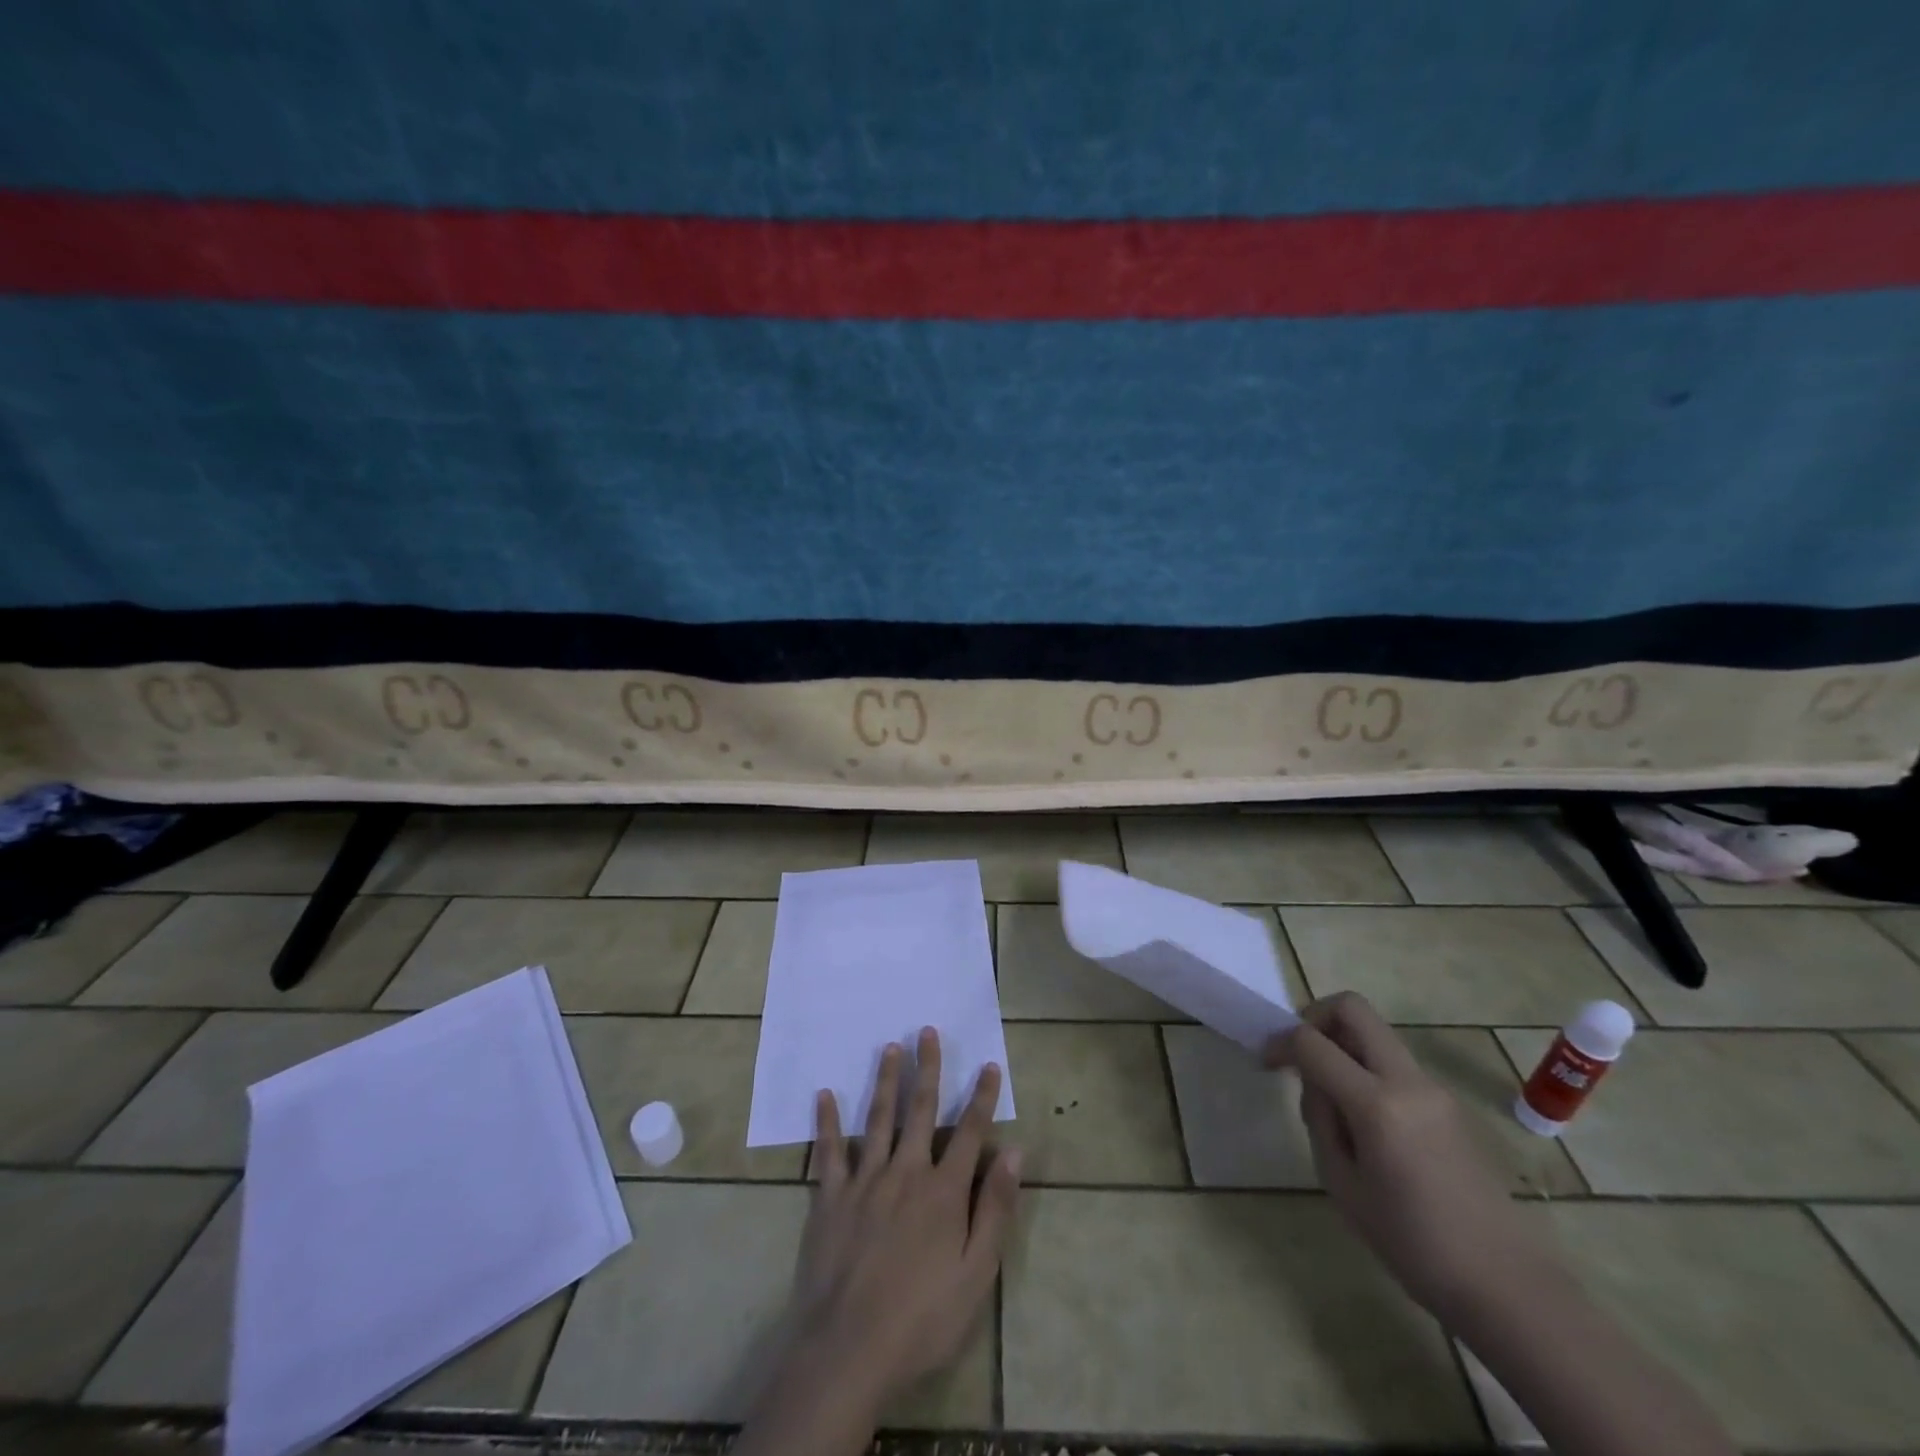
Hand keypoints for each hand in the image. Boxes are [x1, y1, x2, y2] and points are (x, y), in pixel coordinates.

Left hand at [790, 1027, 1021, 1406]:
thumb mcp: (976, 1274)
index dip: (983, 1097)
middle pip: (921, 1111)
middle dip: (928, 1068)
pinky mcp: (830, 1197)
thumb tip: (1014, 1153)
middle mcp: (906, 1172)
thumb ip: (995, 1210)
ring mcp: (865, 1181)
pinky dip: (827, 1121)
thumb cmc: (922, 1319)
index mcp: (943, 1191)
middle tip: (927, 1031)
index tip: (990, 1065)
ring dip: (885, 1080)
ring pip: (878, 1118)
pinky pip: (829, 1151)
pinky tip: (824, 1094)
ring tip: (890, 1047)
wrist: (849, 1351)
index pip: (970, 1133)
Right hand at [1265, 992, 1559, 1322]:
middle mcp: (1408, 1081)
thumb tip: (1316, 1082)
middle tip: (1299, 1054)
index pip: (1313, 1041)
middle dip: (1315, 1018)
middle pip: (1354, 1009)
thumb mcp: (1342, 1184)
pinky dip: (1367, 1071)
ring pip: (1376, 1036)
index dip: (1280, 1041)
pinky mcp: (1449, 1105)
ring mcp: (1434, 1090)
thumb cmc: (1412, 1244)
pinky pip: (1395, 1066)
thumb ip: (1321, 1119)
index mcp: (1377, 1104)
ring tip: (1331, 1102)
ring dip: (1343, 1047)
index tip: (1266, 1061)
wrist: (1507, 1288)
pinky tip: (1365, 1125)